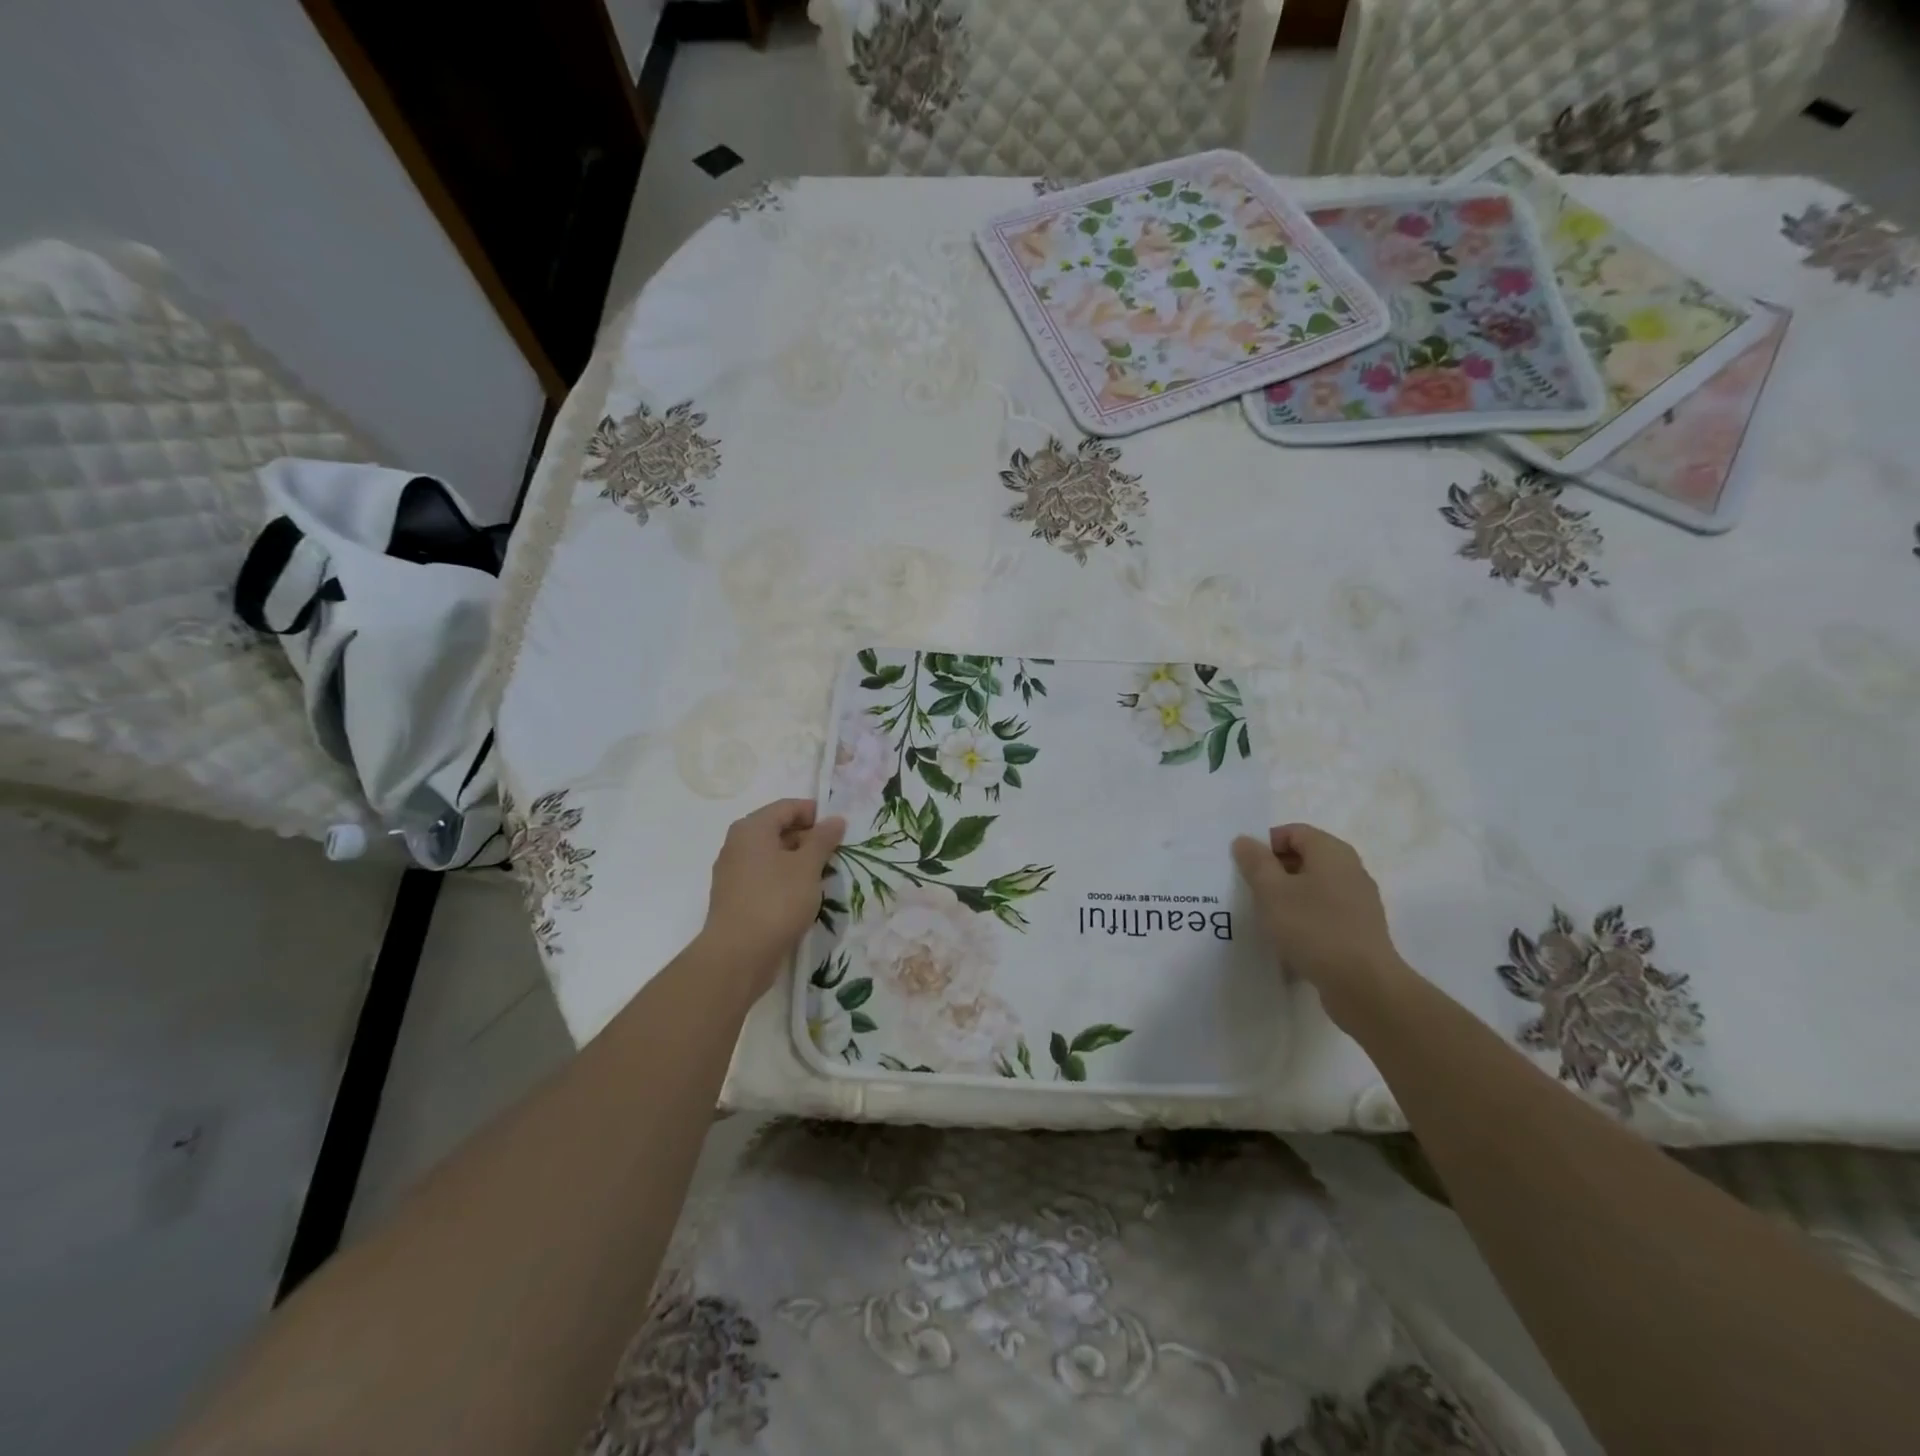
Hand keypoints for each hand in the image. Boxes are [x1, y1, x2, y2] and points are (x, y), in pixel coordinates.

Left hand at [698, 798, 845, 993]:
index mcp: (752, 829)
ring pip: (772, 855)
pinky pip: (764, 877)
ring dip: (798, 861)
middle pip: (778, 829)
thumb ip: (823, 840)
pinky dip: (785, 879)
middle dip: (808, 838)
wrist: (738, 955)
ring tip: (823, 876)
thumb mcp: (807, 867)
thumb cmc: (776, 901)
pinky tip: (802, 896)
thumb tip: (835, 819)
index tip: (839, 829)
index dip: (815, 813)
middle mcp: (737, 844)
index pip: (787, 807)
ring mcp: (733, 872)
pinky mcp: (735, 897)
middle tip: (835, 854)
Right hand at [1231, 823, 1411, 1025]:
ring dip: (1288, 895)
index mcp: (1332, 852)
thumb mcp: (1272, 891)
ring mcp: (1359, 901)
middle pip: (1305, 857)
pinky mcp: (1360, 929)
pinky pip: (1325, 911)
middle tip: (1251, 890)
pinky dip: (1305, 916)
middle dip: (1275, 870)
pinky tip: (1290, 938)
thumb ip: (1255, 862)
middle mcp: (1350, 869)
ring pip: (1314, 886)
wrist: (1363, 985)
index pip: (1293, 832)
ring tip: (1267, 916)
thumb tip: (1244, 840)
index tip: (1246, 868)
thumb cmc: (1313, 928)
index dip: (1265, 844)